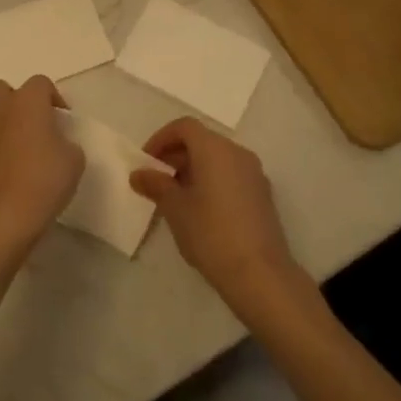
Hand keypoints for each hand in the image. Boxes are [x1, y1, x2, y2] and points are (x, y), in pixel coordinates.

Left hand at [0, 77, 82, 256]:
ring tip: (14, 143)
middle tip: (32, 124)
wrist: (2, 219)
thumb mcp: (74, 160)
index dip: (53, 98)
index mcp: (27, 103)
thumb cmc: (43, 182)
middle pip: (2, 89)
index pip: (40, 83)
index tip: (63, 120)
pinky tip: (1, 168)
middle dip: (16, 101)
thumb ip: (66, 142)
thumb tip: (56, 143)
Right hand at [131, 117, 296, 310]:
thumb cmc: (211, 233)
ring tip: (175, 198)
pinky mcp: (262, 194)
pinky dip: (211, 180)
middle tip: (156, 180)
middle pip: (202, 140)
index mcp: (215, 149)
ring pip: (217, 158)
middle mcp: (237, 153)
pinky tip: (200, 210)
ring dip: (193, 169)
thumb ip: (156, 185)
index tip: (146, 161)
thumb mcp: (175, 208)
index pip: (185, 126)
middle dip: (175, 155)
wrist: (259, 273)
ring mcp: (254, 174)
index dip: (161, 138)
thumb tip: (139, 174)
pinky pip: (230, 175)